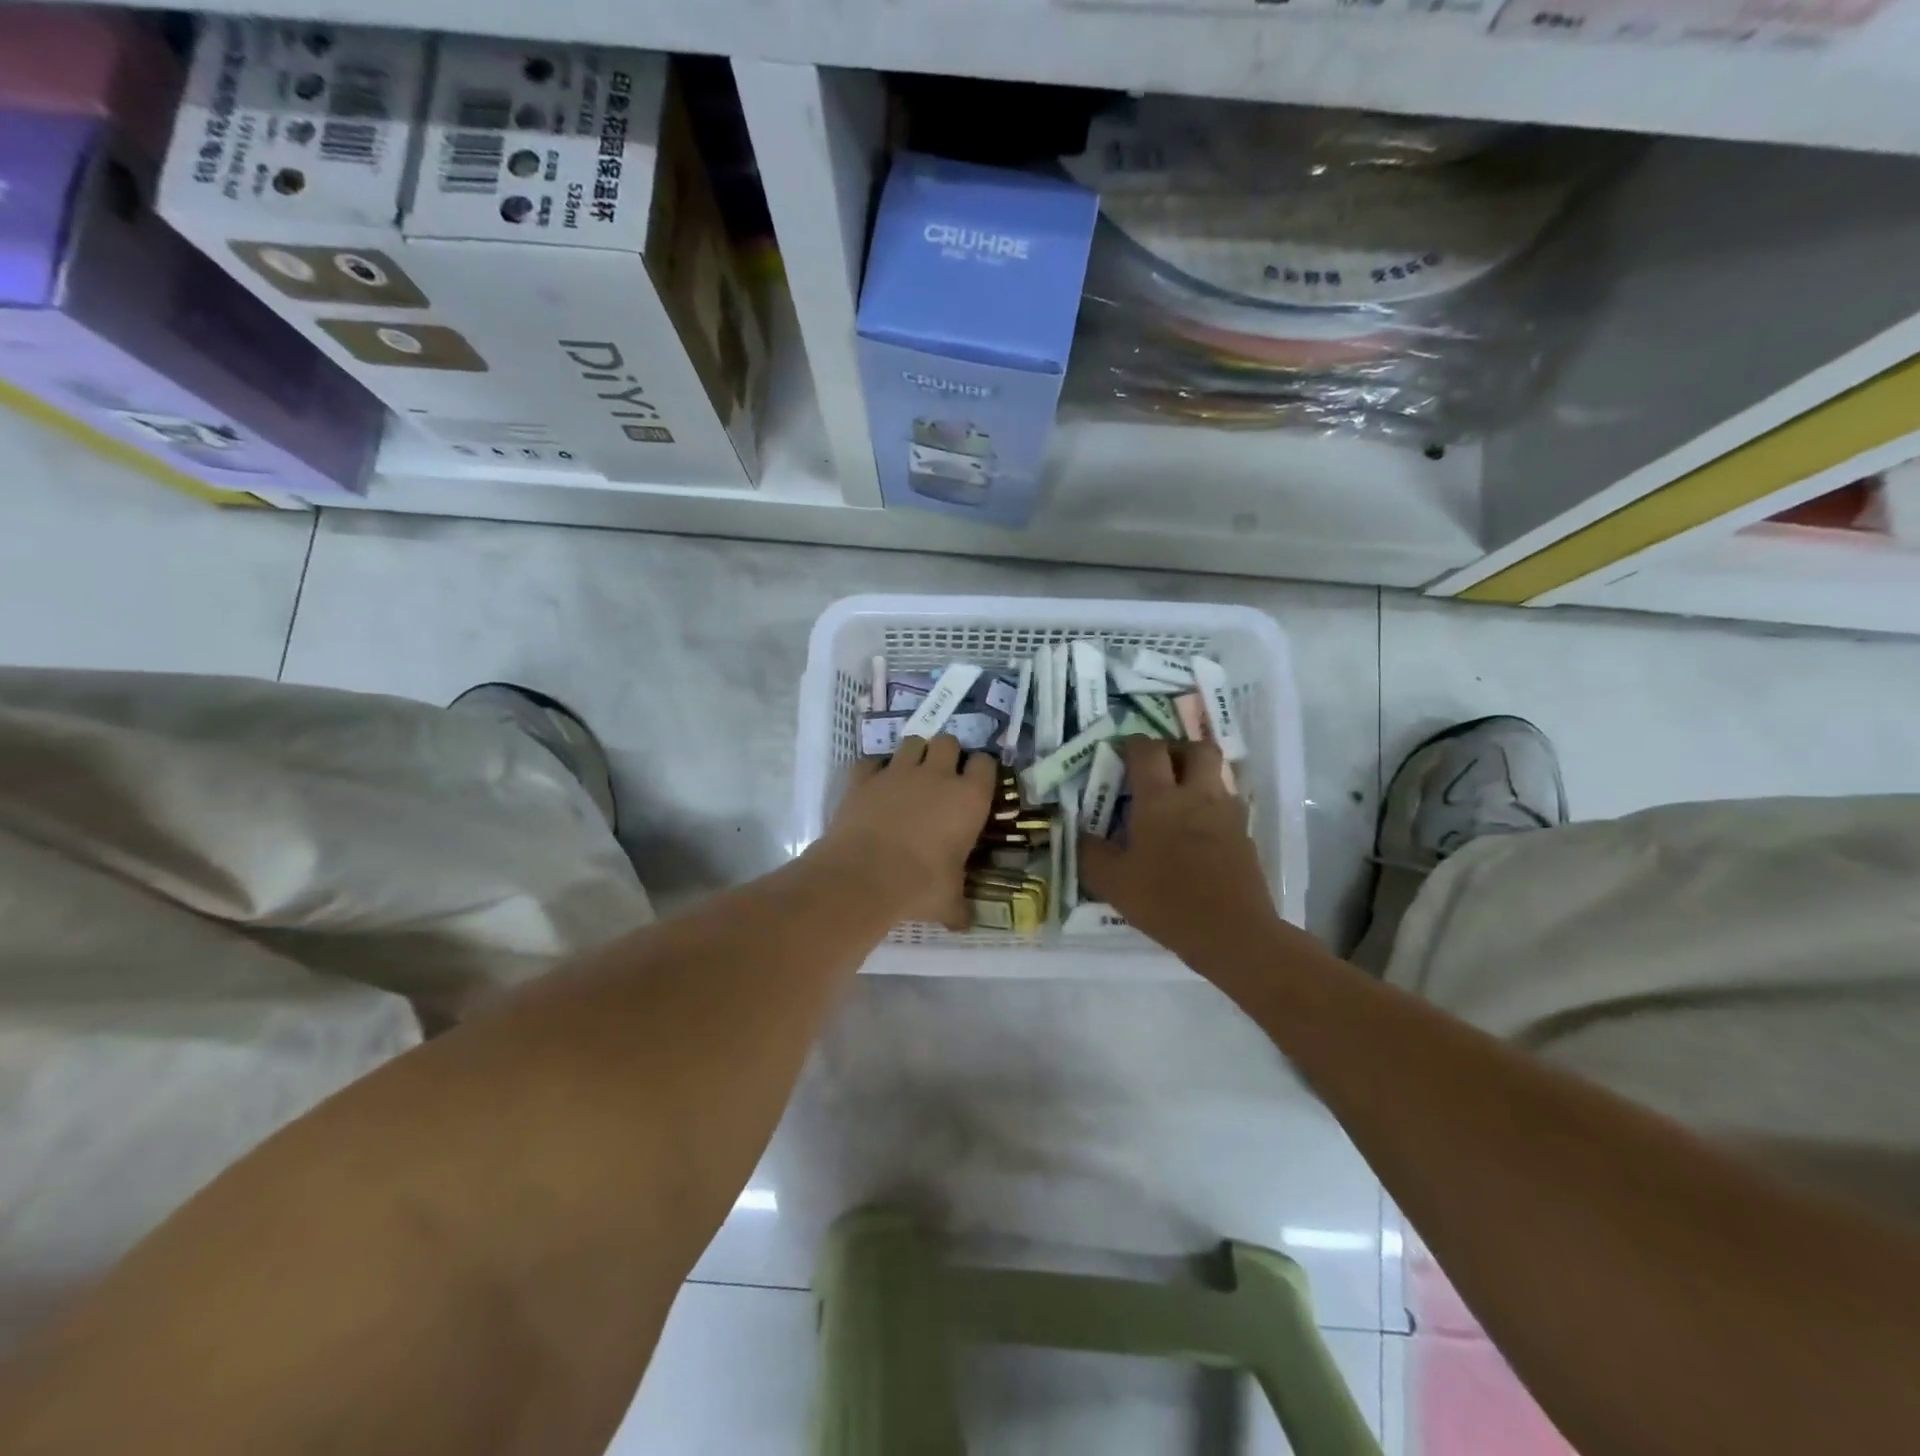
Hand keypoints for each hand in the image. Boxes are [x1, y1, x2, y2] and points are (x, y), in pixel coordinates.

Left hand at [819, 735, 995, 929]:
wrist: (864, 876)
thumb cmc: (920, 885)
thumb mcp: (948, 901)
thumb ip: (958, 907)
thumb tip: (965, 924)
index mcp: (968, 798)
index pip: (985, 764)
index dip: (980, 771)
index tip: (976, 784)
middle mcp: (936, 775)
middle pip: (948, 741)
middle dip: (946, 754)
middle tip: (942, 777)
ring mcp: (897, 772)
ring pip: (912, 742)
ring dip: (913, 755)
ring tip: (909, 776)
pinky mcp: (863, 778)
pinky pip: (871, 762)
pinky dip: (873, 771)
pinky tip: (873, 788)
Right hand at [1080, 737, 1279, 964]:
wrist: (1233, 933)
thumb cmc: (1166, 902)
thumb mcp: (1112, 883)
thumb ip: (1091, 853)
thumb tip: (1082, 834)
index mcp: (1160, 799)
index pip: (1147, 750)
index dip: (1132, 744)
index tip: (1119, 753)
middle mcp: (1197, 795)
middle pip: (1196, 748)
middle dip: (1176, 749)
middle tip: (1157, 768)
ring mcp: (1227, 814)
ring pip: (1217, 774)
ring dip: (1197, 776)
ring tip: (1177, 800)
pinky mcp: (1245, 836)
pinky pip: (1227, 805)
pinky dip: (1211, 806)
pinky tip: (1196, 833)